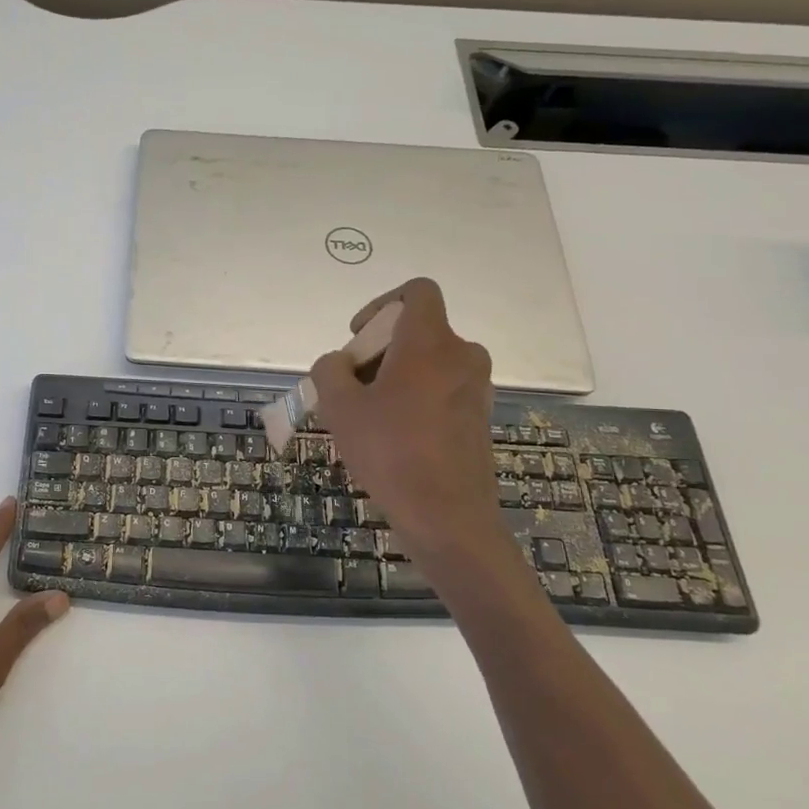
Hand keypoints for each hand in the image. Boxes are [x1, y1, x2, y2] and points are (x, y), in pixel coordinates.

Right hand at [310, 279, 512, 566]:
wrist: (448, 517)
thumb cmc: (391, 453)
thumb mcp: (340, 407)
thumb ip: (329, 370)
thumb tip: (338, 364)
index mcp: (430, 342)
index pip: (417, 291)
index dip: (381, 303)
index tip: (358, 338)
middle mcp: (461, 354)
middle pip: (416, 330)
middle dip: (377, 350)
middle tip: (350, 387)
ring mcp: (476, 387)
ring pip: (427, 362)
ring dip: (393, 376)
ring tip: (366, 416)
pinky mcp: (478, 415)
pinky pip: (440, 388)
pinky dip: (414, 397)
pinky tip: (392, 436)